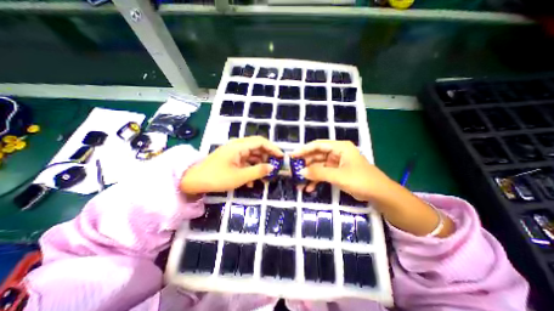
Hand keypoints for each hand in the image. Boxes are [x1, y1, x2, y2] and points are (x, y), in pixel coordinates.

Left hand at [182, 137, 282, 193]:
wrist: (193, 181)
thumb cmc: (217, 178)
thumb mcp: (240, 177)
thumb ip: (258, 171)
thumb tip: (272, 167)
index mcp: (239, 146)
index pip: (261, 142)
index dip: (273, 148)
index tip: (281, 157)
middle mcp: (238, 146)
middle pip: (257, 148)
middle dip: (267, 158)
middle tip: (273, 168)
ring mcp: (234, 153)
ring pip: (252, 156)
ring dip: (259, 166)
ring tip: (264, 177)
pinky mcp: (231, 159)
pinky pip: (245, 162)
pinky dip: (250, 169)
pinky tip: (251, 181)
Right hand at [291, 138, 390, 201]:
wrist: (380, 194)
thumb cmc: (361, 180)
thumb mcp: (338, 176)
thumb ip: (319, 173)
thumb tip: (301, 172)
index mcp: (339, 147)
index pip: (317, 145)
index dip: (304, 149)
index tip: (292, 156)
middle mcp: (337, 152)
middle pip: (317, 155)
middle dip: (306, 164)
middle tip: (294, 171)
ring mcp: (337, 163)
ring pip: (319, 166)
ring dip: (310, 174)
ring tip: (300, 183)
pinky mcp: (337, 172)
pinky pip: (323, 173)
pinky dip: (317, 180)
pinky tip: (310, 188)